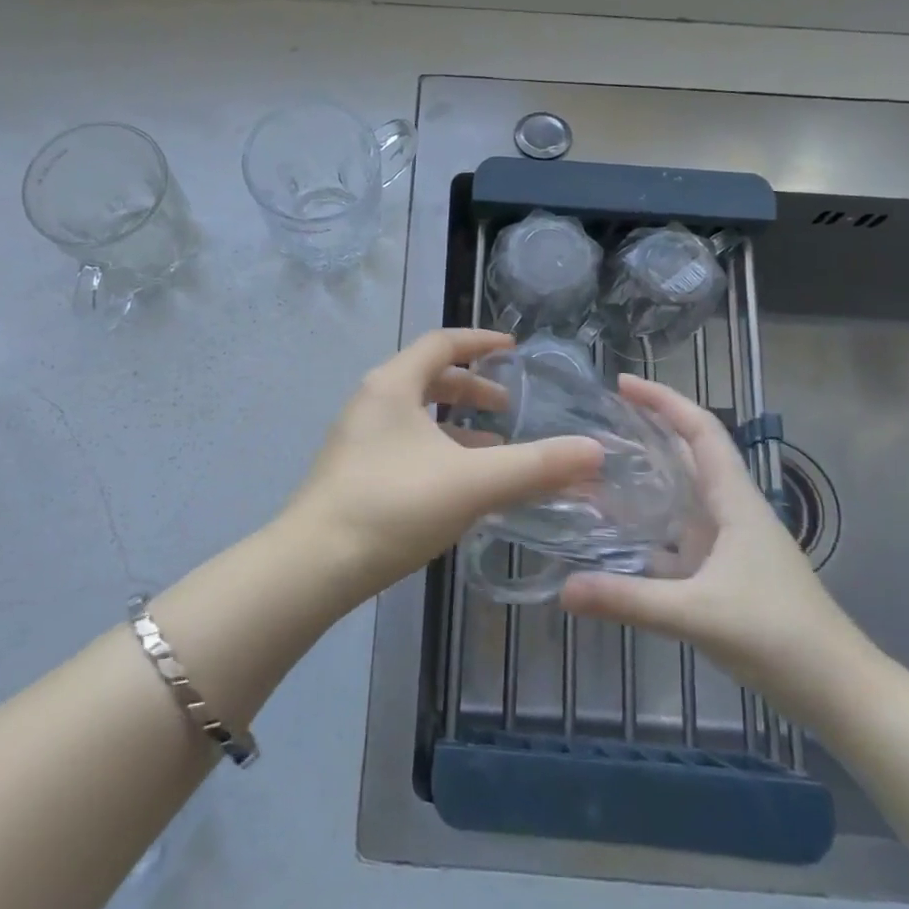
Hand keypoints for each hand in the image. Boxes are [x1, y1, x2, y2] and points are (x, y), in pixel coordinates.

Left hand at [280, 329, 604, 606]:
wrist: (313, 566)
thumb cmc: (393, 507)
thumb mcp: (472, 483)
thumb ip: (535, 466)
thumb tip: (594, 451)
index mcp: (393, 385)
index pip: (442, 343)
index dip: (481, 342)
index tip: (515, 350)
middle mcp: (372, 401)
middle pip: (429, 378)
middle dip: (473, 388)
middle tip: (510, 406)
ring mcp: (358, 437)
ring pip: (417, 415)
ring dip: (457, 424)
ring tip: (497, 447)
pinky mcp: (354, 471)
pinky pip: (406, 443)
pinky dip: (439, 449)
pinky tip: (461, 483)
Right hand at [559, 376, 876, 725]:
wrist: (839, 693)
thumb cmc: (779, 637)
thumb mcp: (698, 614)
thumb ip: (630, 600)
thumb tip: (563, 589)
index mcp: (734, 501)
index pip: (700, 430)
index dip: (663, 400)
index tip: (621, 384)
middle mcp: (731, 512)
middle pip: (688, 454)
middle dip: (648, 431)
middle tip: (597, 421)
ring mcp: (729, 544)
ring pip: (681, 496)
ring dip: (644, 479)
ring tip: (595, 471)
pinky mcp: (724, 573)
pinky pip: (677, 536)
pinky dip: (647, 529)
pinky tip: (614, 539)